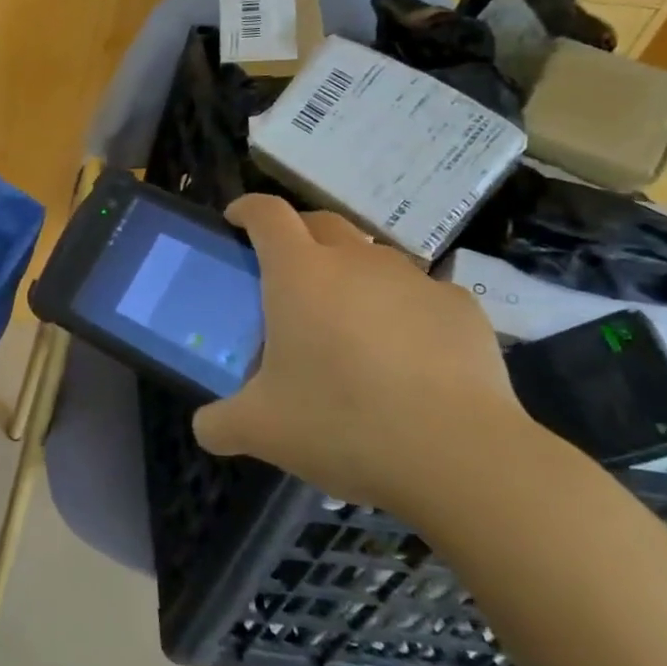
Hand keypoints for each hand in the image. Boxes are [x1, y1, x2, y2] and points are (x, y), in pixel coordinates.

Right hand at [193, 197, 535, 519]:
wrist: (460, 456)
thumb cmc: (341, 424)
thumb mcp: (260, 431)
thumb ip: (219, 423)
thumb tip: (205, 429)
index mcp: (299, 273)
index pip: (267, 213)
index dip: (247, 209)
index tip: (235, 221)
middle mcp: (356, 261)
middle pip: (321, 221)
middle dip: (298, 234)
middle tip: (286, 273)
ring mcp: (414, 280)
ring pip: (373, 256)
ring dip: (351, 272)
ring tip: (347, 320)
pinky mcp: (461, 308)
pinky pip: (420, 293)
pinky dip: (402, 308)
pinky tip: (405, 353)